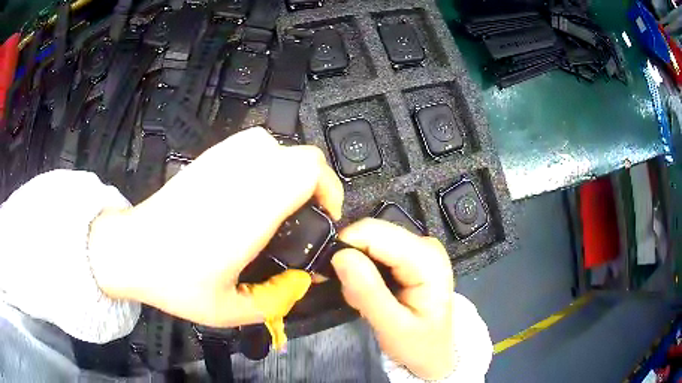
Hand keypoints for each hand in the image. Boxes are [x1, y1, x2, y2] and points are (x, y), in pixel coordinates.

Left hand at [87, 127, 343, 327]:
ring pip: (277, 145)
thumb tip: (303, 282)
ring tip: (282, 203)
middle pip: (301, 156)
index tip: (325, 218)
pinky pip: (251, 145)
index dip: (329, 190)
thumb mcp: (229, 310)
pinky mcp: (208, 158)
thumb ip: (275, 301)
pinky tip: (253, 190)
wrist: (131, 250)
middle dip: (316, 185)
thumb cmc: (175, 280)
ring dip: (290, 171)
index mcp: (250, 210)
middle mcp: (240, 176)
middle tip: (306, 217)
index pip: (308, 171)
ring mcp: (222, 161)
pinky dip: (266, 162)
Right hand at [331, 219, 454, 379]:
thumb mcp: (393, 327)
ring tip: (361, 299)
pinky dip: (363, 270)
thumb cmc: (418, 345)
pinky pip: (375, 251)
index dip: (344, 245)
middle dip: (350, 259)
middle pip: (371, 233)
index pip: (374, 232)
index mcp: (426, 259)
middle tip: (347, 293)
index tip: (324, 273)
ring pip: (370, 240)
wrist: (434, 353)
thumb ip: (368, 292)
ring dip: (355, 268)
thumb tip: (340, 255)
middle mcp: (424, 244)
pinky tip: (370, 293)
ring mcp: (418, 247)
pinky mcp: (409, 255)